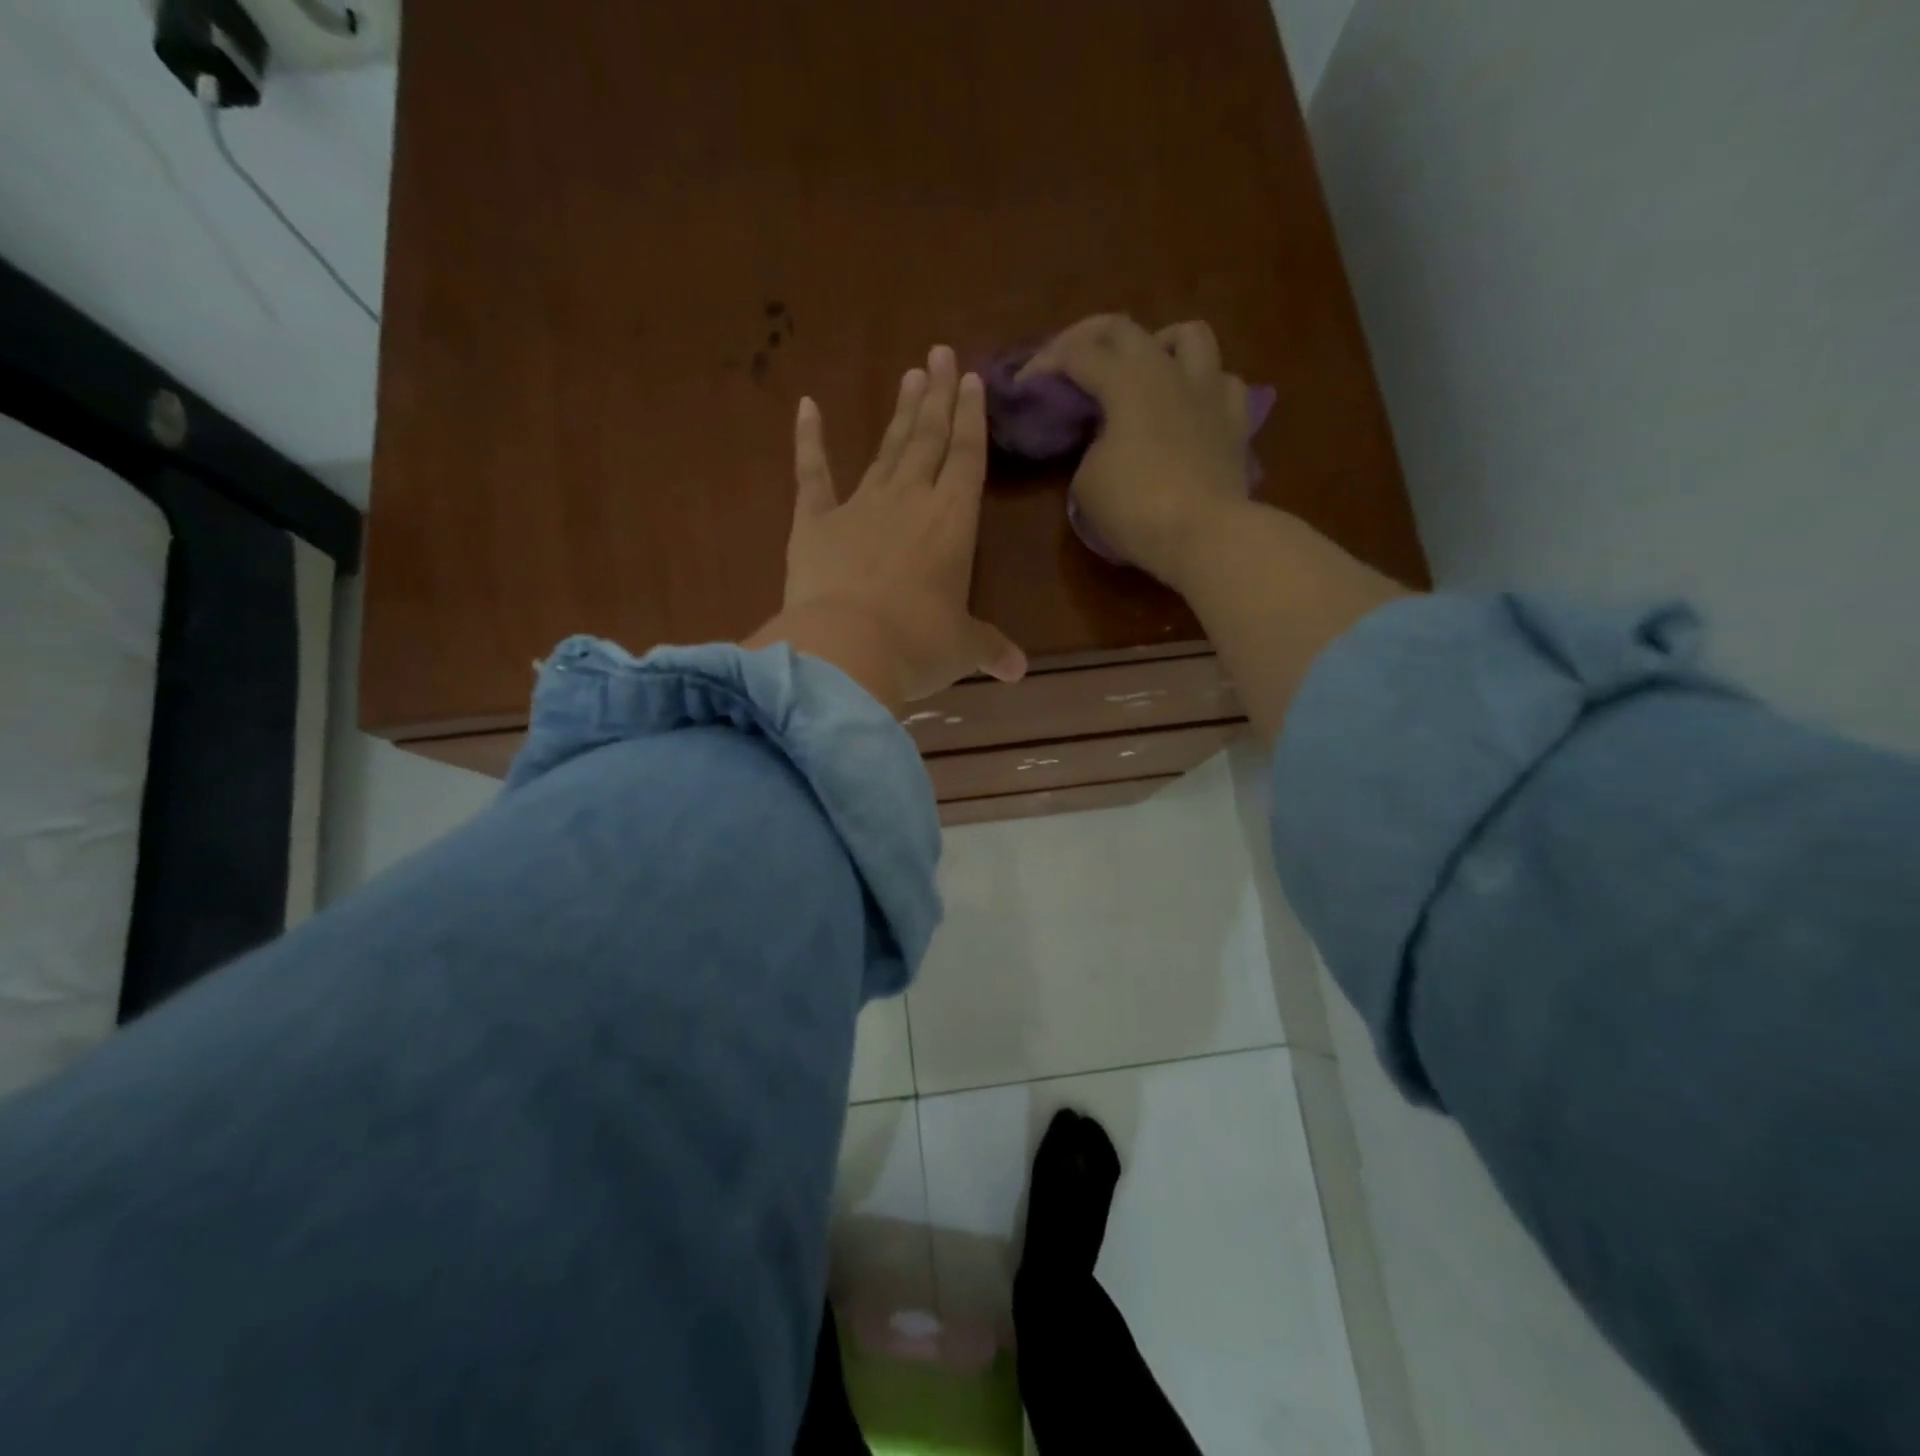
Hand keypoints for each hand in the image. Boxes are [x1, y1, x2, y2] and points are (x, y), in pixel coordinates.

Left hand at [746, 346, 1026, 712]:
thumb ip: (990, 650)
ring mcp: (859, 506)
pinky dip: (808, 440)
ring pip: (886, 449)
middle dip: (938, 397)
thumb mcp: (961, 651)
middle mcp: (910, 501)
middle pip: (929, 439)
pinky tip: (807, 406)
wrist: (846, 650)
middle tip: (940, 354)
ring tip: (910, 375)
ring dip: (900, 414)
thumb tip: (1018, 671)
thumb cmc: (917, 646)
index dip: (971, 419)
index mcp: (953, 523)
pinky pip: (812, 473)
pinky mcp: (813, 522)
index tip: (972, 379)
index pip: (967, 458)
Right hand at [1021, 315, 1253, 587]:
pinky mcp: (1236, 421)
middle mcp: (1169, 371)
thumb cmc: (1137, 509)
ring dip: (1158, 343)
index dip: (1045, 363)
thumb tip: (1104, 442)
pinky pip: (1223, 382)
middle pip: (1125, 329)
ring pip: (1189, 336)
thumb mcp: (1087, 482)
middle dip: (1087, 338)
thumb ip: (1088, 448)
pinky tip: (1188, 405)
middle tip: (1069, 363)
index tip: (1025, 385)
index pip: (1077, 354)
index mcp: (1126, 381)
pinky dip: (1202, 386)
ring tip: (1142, 370)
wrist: (1205, 536)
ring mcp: (1209, 391)